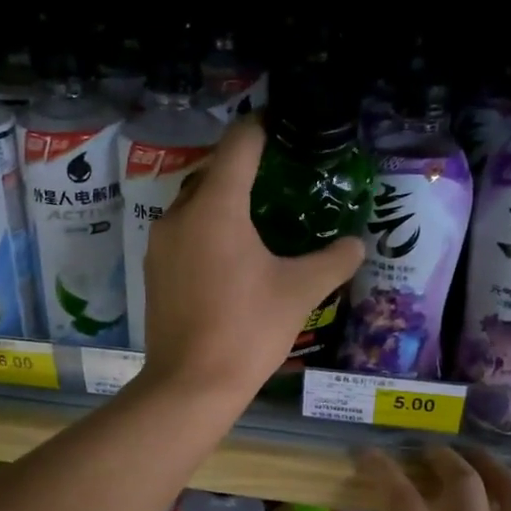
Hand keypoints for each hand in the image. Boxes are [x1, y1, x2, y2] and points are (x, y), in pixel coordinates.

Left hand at [139, 118, 362, 402]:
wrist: (191, 384)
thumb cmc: (247, 330)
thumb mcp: (299, 291)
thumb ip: (333, 260)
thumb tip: (356, 244)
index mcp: (216, 207)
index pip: (239, 144)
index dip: (263, 128)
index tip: (284, 126)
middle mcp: (180, 215)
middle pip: (213, 172)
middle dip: (244, 170)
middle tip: (280, 180)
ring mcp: (160, 244)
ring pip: (194, 205)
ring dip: (223, 203)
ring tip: (258, 219)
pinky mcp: (154, 271)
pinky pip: (183, 234)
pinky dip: (206, 231)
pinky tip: (230, 256)